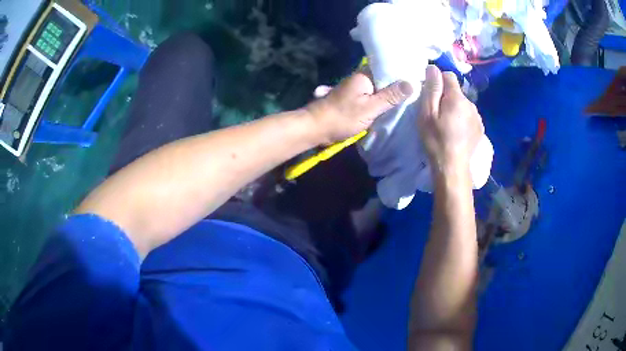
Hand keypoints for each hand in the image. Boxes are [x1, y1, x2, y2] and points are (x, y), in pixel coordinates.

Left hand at [305, 72, 412, 144]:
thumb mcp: (370, 108)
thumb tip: (412, 83)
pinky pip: (369, 96)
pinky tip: (388, 106)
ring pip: (376, 88)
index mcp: (363, 76)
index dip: (401, 73)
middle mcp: (359, 79)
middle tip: (416, 89)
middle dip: (396, 84)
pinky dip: (378, 100)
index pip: (387, 68)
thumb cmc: (343, 117)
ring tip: (407, 97)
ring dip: (387, 93)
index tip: (417, 77)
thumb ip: (390, 96)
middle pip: (382, 79)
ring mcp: (354, 89)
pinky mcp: (351, 99)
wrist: (316, 128)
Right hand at [417, 65, 483, 171]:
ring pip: (463, 104)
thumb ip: (432, 89)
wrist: (453, 167)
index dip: (438, 82)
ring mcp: (477, 117)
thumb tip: (433, 68)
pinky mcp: (480, 128)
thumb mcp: (427, 113)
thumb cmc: (436, 140)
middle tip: (437, 114)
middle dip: (447, 97)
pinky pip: (469, 116)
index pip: (449, 76)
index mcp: (457, 98)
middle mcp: (471, 104)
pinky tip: (457, 132)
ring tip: (447, 125)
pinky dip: (463, 119)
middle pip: (456, 91)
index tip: (431, 96)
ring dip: (455, 108)